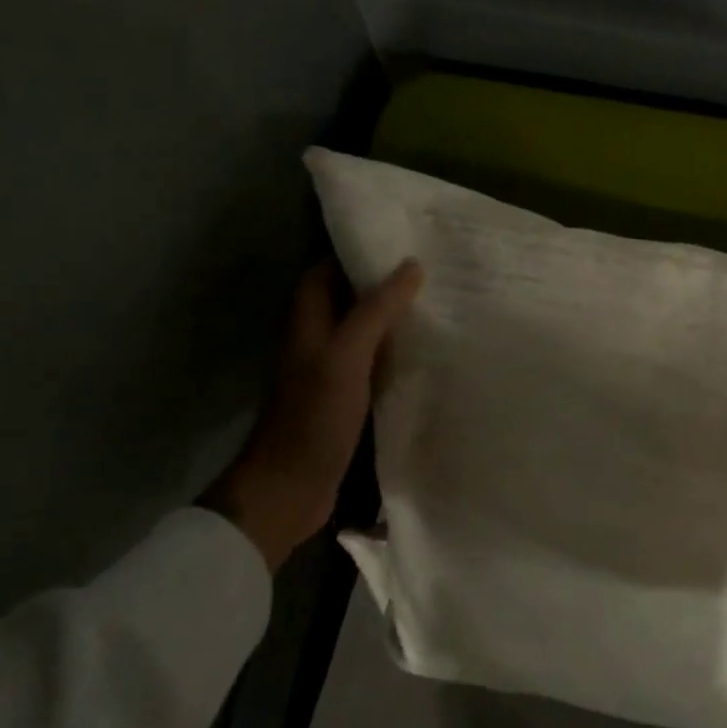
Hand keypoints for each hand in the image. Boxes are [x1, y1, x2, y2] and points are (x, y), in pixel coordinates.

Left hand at [202, 259, 422, 571]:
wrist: (290, 489)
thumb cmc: (313, 417)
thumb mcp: (346, 356)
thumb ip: (375, 311)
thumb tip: (410, 266)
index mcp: (308, 323)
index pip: (326, 271)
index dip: (354, 251)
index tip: (397, 238)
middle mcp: (318, 341)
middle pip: (347, 299)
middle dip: (382, 282)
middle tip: (429, 267)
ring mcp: (332, 372)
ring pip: (364, 331)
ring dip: (392, 317)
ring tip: (436, 300)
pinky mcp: (347, 400)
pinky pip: (374, 364)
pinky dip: (396, 353)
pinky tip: (427, 351)